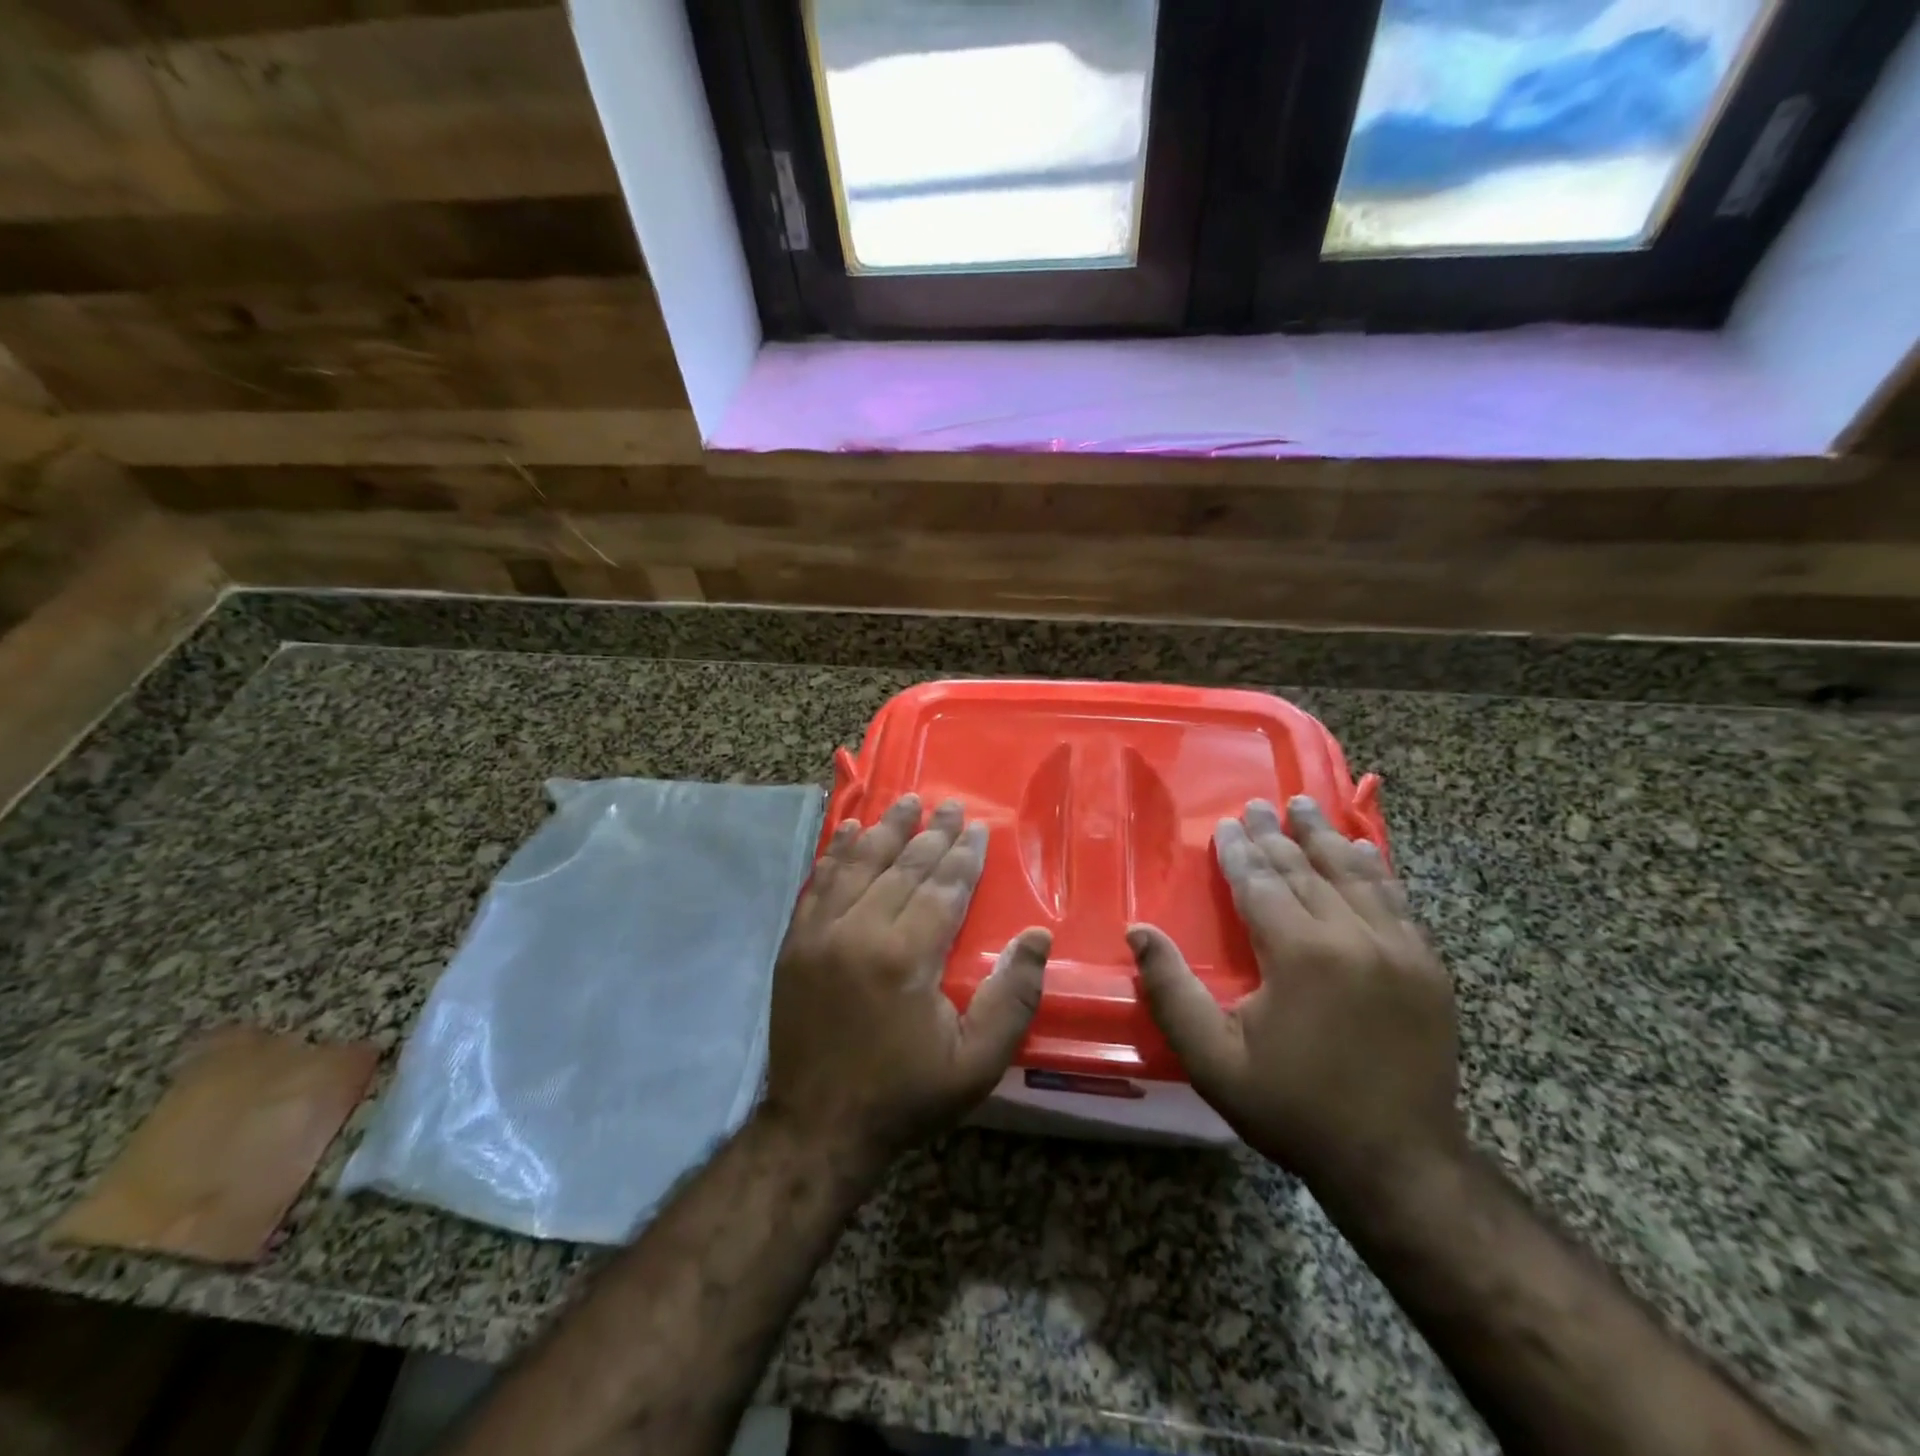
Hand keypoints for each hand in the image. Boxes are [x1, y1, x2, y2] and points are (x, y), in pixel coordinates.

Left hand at [762, 793, 1050, 1164]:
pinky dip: (836, 853)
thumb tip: (1035, 937)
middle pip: (903, 868)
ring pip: (859, 865)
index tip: (978, 827)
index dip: (964, 856)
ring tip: (906, 802)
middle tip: (950, 806)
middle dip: (932, 835)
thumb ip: (1012, 999)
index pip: (943, 888)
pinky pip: (818, 884)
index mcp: (906, 958)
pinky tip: (849, 830)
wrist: (819, 1127)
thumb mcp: (976, 1064)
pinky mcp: (796, 944)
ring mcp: (821, 934)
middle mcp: (860, 932)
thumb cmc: (905, 1095)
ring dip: (885, 830)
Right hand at [1128, 796, 1463, 1197]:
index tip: (1225, 825)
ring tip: (1307, 808)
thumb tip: (1138, 930)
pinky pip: (1396, 900)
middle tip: (1259, 806)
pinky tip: (1363, 850)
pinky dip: (1374, 868)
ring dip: (1325, 838)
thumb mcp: (1213, 1060)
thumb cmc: (1294, 1109)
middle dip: (1276, 836)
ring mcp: (1399, 949)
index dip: (1238, 852)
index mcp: (1300, 953)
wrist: (1399, 1164)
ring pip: (1355, 874)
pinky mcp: (1428, 967)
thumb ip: (1171, 991)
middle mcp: (1353, 936)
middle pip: (1305, 870)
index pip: (1260, 883)